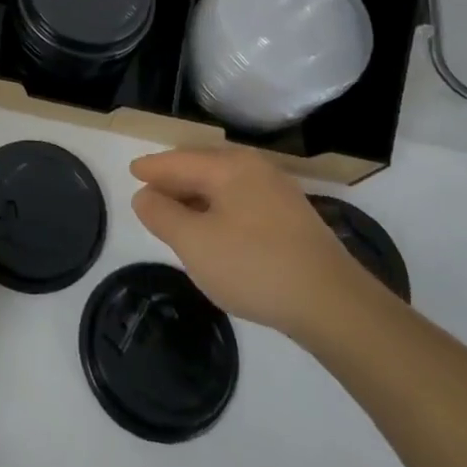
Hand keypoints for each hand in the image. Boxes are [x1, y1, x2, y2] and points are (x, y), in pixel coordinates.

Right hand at [130, 149, 377, 341]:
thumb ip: (162, 215)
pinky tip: (217, 231)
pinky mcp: (294, 218)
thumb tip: (145, 195)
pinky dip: (220, 209)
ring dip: (198, 197)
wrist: (334, 304)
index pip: (178, 161)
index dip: (152, 168)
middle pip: (202, 167)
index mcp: (228, 166)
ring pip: (224, 185)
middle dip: (175, 180)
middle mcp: (254, 168)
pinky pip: (243, 201)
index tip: (132, 172)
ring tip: (178, 214)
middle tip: (151, 194)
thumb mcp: (194, 243)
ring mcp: (279, 192)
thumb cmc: (254, 266)